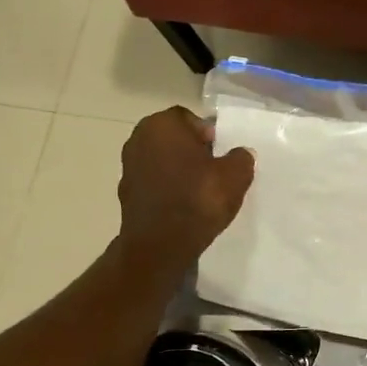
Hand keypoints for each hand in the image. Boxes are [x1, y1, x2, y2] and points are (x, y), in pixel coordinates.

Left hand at [117, 107, 253, 273]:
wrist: (160, 246)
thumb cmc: (197, 200)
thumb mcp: (235, 176)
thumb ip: (241, 158)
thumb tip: (240, 154)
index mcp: (162, 124)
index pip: (189, 119)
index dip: (208, 134)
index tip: (221, 154)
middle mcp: (138, 138)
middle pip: (173, 138)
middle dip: (192, 151)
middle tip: (213, 171)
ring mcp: (128, 166)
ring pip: (162, 160)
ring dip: (178, 170)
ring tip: (199, 191)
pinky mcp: (125, 192)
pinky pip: (153, 182)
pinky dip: (166, 188)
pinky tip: (182, 205)